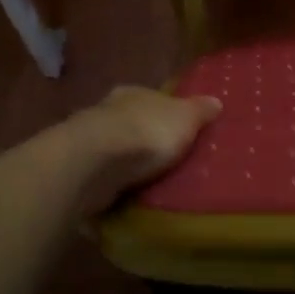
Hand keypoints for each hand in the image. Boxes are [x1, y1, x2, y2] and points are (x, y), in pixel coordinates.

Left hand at [61, 86, 221, 217]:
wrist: (95, 160)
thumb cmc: (147, 131)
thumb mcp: (185, 118)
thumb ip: (200, 111)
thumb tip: (216, 101)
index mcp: (134, 93)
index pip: (153, 101)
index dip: (166, 116)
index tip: (178, 134)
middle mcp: (108, 111)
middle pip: (131, 124)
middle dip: (144, 142)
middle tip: (165, 164)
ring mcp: (89, 140)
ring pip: (113, 151)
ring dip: (124, 166)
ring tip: (145, 187)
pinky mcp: (78, 169)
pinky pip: (100, 177)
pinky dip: (110, 186)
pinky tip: (121, 199)